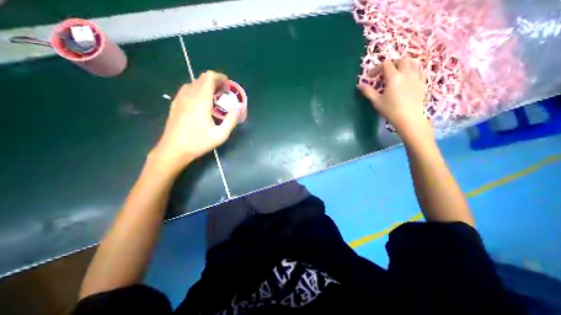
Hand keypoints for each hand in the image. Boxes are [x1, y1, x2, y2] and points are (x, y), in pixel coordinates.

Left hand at [151, 70, 239, 172]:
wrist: (173, 149)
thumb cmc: (198, 142)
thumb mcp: (220, 135)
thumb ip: (231, 120)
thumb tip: (239, 108)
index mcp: (200, 100)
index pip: (209, 77)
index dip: (220, 77)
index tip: (228, 86)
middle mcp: (189, 95)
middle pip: (202, 78)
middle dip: (215, 82)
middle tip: (224, 93)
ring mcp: (180, 98)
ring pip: (194, 83)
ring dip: (206, 86)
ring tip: (215, 97)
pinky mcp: (175, 103)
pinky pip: (188, 89)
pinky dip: (198, 90)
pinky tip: (202, 102)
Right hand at [357, 55, 429, 135]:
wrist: (408, 118)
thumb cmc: (390, 110)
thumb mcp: (376, 101)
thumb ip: (368, 91)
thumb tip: (359, 85)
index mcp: (394, 77)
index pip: (386, 64)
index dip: (377, 68)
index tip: (371, 77)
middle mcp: (406, 73)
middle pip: (401, 60)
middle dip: (392, 63)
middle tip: (385, 73)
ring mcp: (416, 77)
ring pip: (413, 62)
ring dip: (404, 64)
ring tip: (397, 73)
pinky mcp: (422, 83)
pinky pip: (420, 70)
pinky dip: (413, 69)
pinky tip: (408, 77)